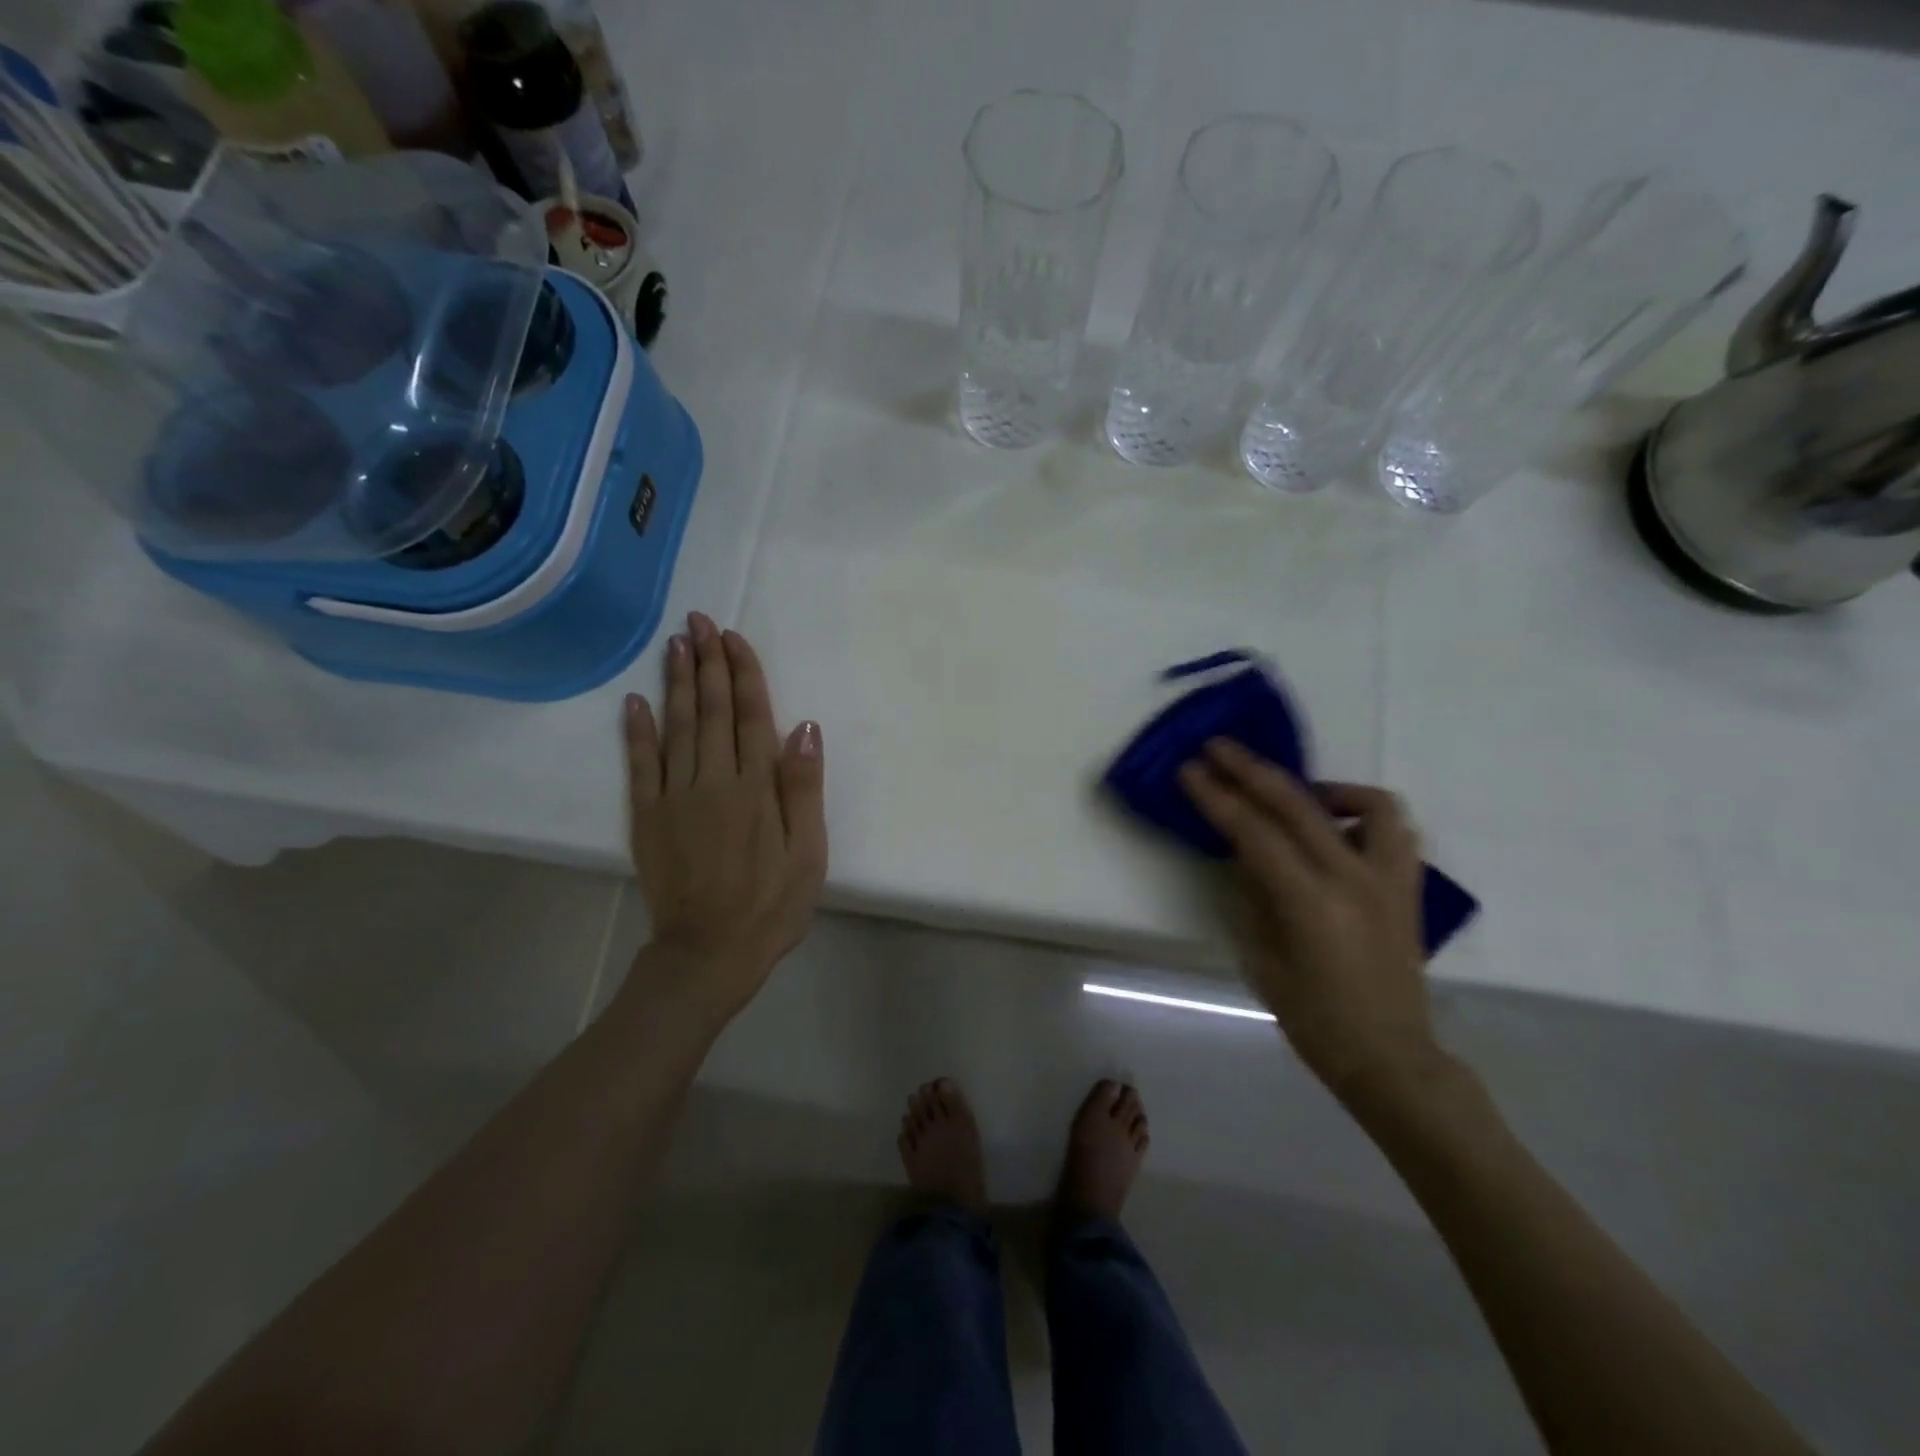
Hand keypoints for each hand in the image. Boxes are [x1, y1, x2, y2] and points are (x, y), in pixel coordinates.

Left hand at [623, 613, 826, 1019]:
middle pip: (710, 710)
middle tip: (698, 621)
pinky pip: (640, 765)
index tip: (733, 637)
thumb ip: (804, 788)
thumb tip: (804, 727)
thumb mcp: (809, 853)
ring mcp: (674, 797)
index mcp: (755, 788)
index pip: (749, 716)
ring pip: (675, 727)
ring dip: (675, 682)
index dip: (742, 673)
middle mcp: (713, 781)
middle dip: (706, 663)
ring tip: (674, 644)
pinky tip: (635, 701)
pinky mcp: (646, 817)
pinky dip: (637, 731)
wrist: (710, 953)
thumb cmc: (772, 905)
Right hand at [1180, 739, 1441, 1100]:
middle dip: (1250, 771)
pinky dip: (1364, 813)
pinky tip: (1337, 825)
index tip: (1190, 770)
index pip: (1253, 832)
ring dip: (1321, 786)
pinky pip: (1395, 830)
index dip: (1217, 798)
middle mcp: (1354, 880)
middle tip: (1218, 748)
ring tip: (1294, 791)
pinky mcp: (1408, 888)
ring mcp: (1389, 880)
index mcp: (1310, 903)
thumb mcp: (1264, 960)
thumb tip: (1243, 855)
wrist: (1390, 1057)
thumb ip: (1254, 898)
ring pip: (1367, 804)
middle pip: (1297, 805)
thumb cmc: (1315, 1020)